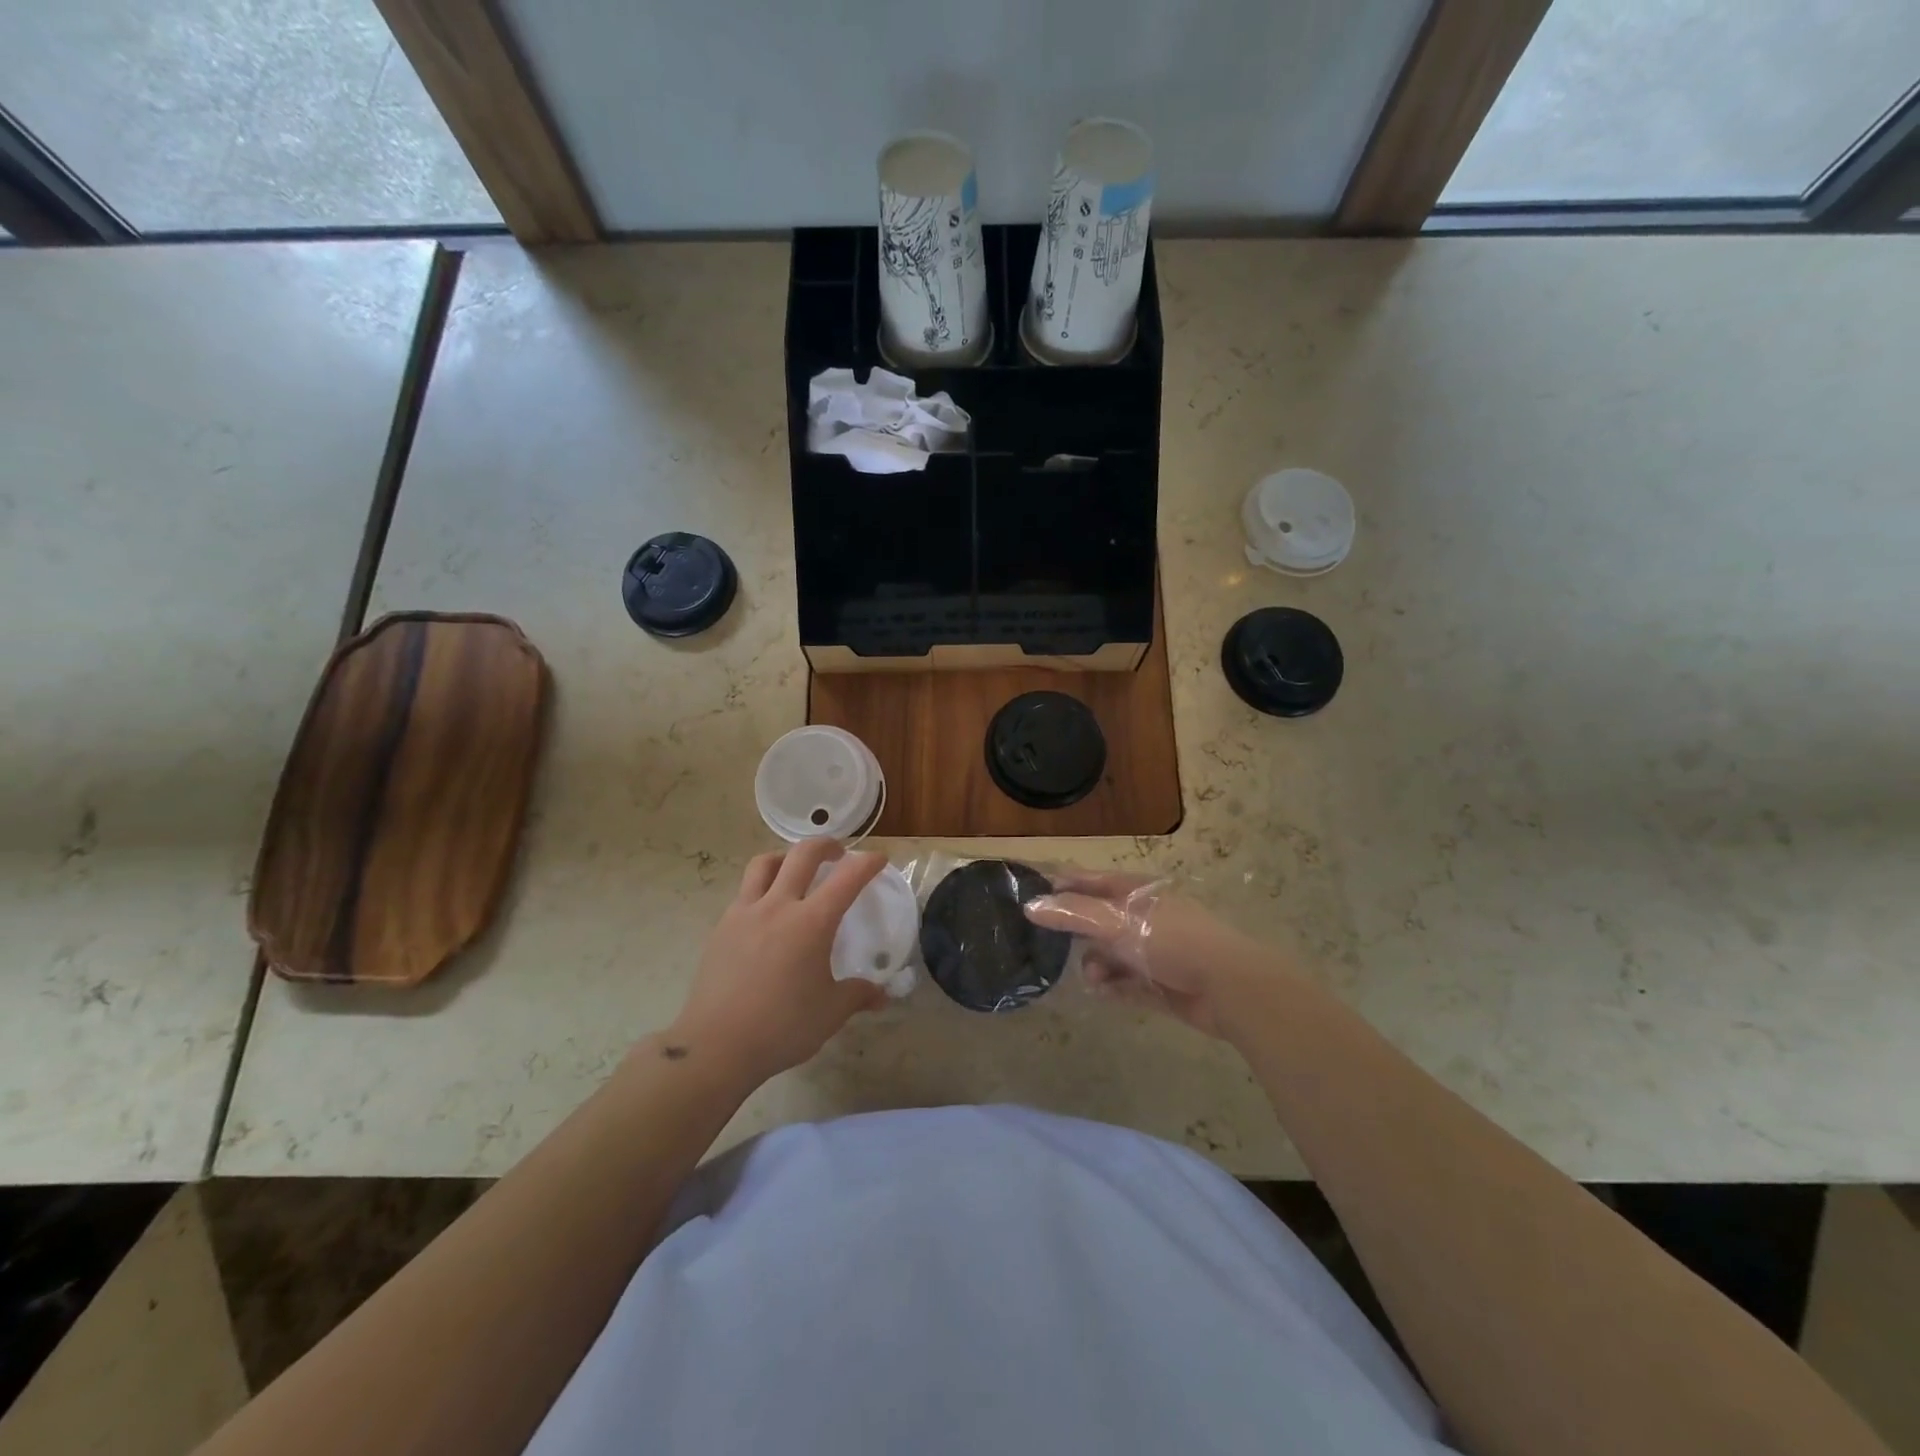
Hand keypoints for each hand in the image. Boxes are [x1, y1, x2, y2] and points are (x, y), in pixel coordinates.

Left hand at [668, 840, 888, 1085]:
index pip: (847, 878)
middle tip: (838, 854)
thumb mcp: (831, 1013)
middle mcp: (779, 906)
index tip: (879, 859)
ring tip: (795, 870)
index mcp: (812, 922)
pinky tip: (767, 913)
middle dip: (825, 845)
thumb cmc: (782, 1027)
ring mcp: (745, 913)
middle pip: (802, 854)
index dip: (867, 864)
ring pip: (765, 864)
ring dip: (786, 858)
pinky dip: (761, 888)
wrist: (716, 1045)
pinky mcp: (722, 927)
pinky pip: (744, 893)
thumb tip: (882, 995)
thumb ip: (858, 995)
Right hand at [1023, 871, 1267, 1038]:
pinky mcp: (1160, 984)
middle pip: (1098, 920)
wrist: (1228, 987)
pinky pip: (1125, 983)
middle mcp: (1143, 917)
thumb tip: (1030, 905)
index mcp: (1136, 892)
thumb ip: (1073, 914)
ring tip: (1093, 979)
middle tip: (1049, 946)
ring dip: (1095, 965)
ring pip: (1110, 955)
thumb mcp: (1117, 921)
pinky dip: (1112, 986)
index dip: (1062, 885)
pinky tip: (1103, 992)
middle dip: (1076, 934)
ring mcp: (1153, 951)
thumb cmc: (1171, 940)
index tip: (1031, 897)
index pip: (1090, 881)